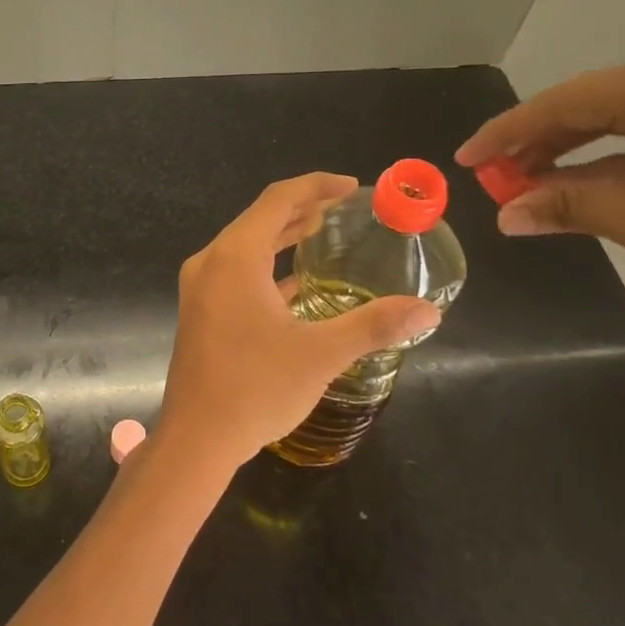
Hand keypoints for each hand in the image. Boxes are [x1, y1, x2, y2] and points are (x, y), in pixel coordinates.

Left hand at [154, 173, 442, 476]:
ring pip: (246, 246)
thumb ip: (373, 326)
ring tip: (322, 231)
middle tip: (343, 208)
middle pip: (259, 219)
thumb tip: (428, 311)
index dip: (315, 186)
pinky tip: (296, 281)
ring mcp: (201, 288)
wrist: (196, 439)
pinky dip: (267, 266)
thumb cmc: (255, 388)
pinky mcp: (201, 311)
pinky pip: (237, 272)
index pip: (277, 200)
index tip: (351, 187)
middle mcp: (211, 262)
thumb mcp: (321, 354)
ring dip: (282, 236)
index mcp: (234, 257)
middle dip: (302, 208)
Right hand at [456, 54, 624, 305]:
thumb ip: (569, 209)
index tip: (466, 158)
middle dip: (534, 140)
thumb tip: (505, 215)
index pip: (566, 103)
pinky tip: (575, 180)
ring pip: (615, 114)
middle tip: (492, 174)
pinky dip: (607, 154)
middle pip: (588, 102)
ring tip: (524, 181)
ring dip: (568, 147)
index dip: (507, 131)